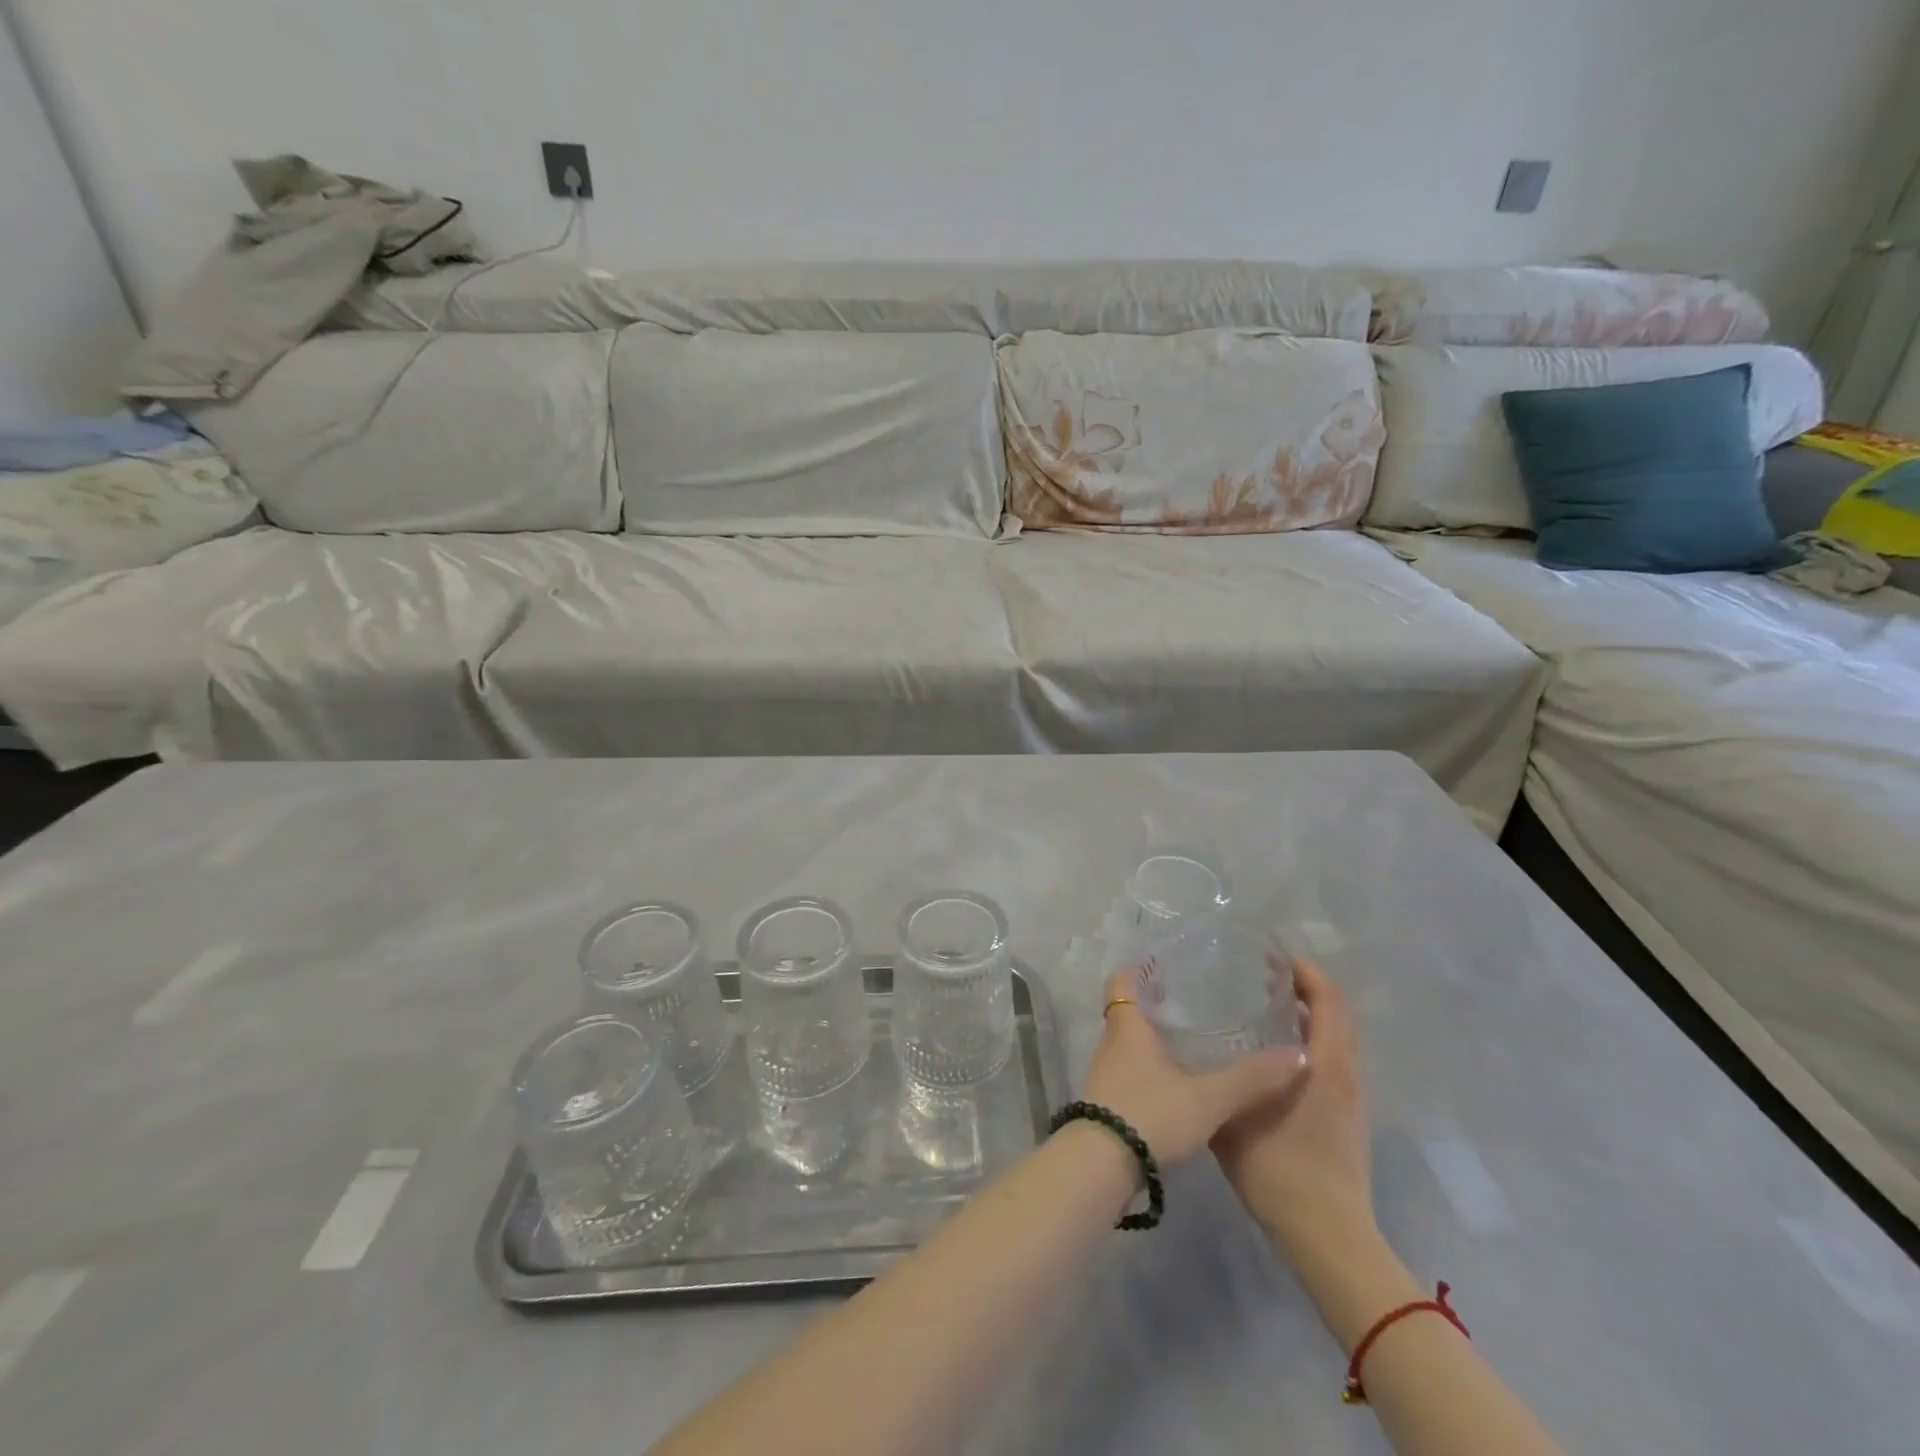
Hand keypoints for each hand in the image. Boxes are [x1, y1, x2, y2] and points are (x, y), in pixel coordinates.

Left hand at [1082, 969, 1306, 1166]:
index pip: (1122, 982)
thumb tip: (1297, 1056)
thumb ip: (1251, 1078)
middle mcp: (1111, 1044)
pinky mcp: (1107, 1103)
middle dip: (1153, 1003)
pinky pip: (1130, 1072)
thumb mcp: (1208, 1098)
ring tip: (1190, 1039)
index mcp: (1127, 1027)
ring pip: (1129, 1044)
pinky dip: (1151, 1068)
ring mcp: (1106, 1075)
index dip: (1137, 969)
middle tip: (1190, 999)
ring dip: (1152, 1038)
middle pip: (1127, 1011)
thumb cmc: (1150, 1114)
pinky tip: (1178, 1082)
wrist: (1102, 1166)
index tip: (1162, 963)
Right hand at [1211, 957, 1373, 1258]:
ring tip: (1268, 1007)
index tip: (1272, 957)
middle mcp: (1345, 1074)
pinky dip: (1313, 1041)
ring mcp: (1351, 1097)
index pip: (1328, 1001)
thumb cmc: (1282, 1173)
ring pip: (1338, 1039)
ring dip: (1311, 1015)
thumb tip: (1190, 1049)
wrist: (1329, 1239)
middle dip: (1307, 988)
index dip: (1306, 972)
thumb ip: (1218, 1081)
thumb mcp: (1233, 1120)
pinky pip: (1334, 1060)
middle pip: (1338, 1014)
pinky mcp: (1347, 1117)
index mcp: (1326, 1066)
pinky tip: (1276, 1054)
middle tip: (1264, 976)